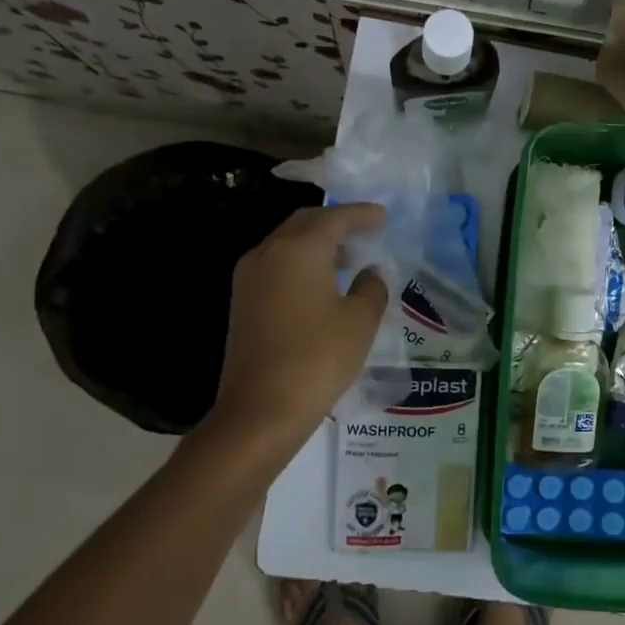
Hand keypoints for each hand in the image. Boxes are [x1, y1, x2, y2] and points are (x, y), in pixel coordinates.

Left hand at [199, 204, 387, 453]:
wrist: (260, 410)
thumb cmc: (318, 358)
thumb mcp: (360, 321)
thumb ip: (372, 287)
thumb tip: (371, 270)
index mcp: (299, 250)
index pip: (334, 218)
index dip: (361, 214)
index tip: (382, 216)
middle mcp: (268, 253)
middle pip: (304, 223)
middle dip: (335, 222)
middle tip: (364, 230)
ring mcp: (249, 278)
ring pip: (286, 244)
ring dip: (316, 244)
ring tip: (348, 259)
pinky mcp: (242, 302)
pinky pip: (276, 266)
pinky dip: (301, 263)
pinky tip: (321, 285)